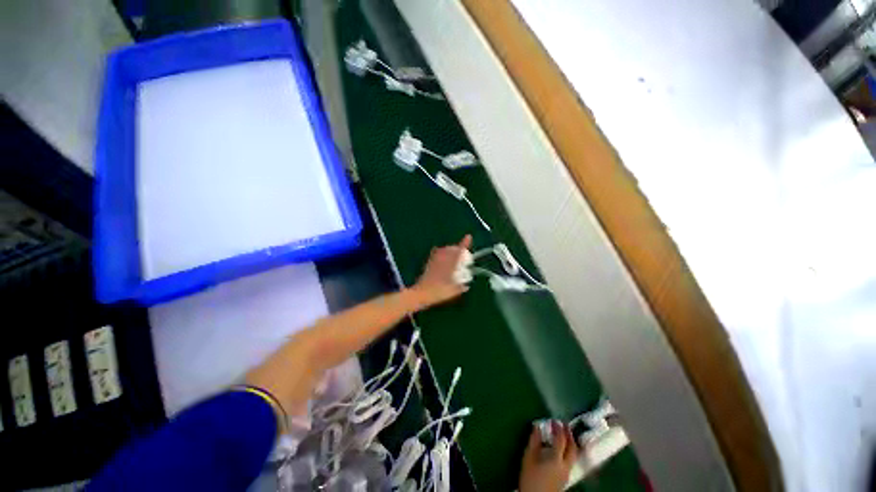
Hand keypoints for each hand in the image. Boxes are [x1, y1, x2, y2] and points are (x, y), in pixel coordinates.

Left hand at [411, 235, 471, 306]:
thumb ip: (460, 288)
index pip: (459, 252)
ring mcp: (435, 260)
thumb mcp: (452, 292)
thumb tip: (466, 286)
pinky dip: (441, 253)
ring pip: (444, 250)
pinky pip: (436, 253)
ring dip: (450, 250)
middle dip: (458, 248)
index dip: (464, 244)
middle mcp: (443, 260)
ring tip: (453, 255)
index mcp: (450, 265)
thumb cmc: (438, 293)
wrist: (421, 293)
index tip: (468, 236)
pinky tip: (442, 257)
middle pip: (452, 248)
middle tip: (462, 252)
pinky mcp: (429, 263)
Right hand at [519, 420, 578, 491]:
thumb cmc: (530, 478)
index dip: (558, 428)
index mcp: (556, 459)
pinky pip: (571, 461)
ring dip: (570, 443)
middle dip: (569, 434)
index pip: (561, 440)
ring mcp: (567, 473)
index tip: (554, 420)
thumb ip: (534, 441)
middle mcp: (565, 465)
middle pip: (572, 448)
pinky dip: (568, 451)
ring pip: (574, 455)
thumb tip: (537, 426)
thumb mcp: (528, 457)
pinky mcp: (566, 478)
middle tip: (564, 424)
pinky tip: (561, 449)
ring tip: (564, 434)